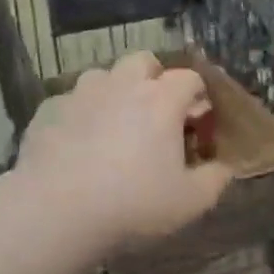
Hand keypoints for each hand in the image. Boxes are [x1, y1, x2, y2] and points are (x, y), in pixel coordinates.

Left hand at [17, 51, 233, 250]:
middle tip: (155, 112)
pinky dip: (78, 115)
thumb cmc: (133, 203)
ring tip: (112, 125)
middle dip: (153, 78)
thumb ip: (215, 179)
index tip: (197, 120)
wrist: (56, 212)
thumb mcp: (190, 202)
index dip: (197, 95)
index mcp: (162, 99)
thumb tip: (224, 167)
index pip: (189, 78)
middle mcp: (123, 84)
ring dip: (113, 91)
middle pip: (143, 61)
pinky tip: (75, 143)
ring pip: (102, 75)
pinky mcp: (49, 110)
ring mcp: (82, 93)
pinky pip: (69, 102)